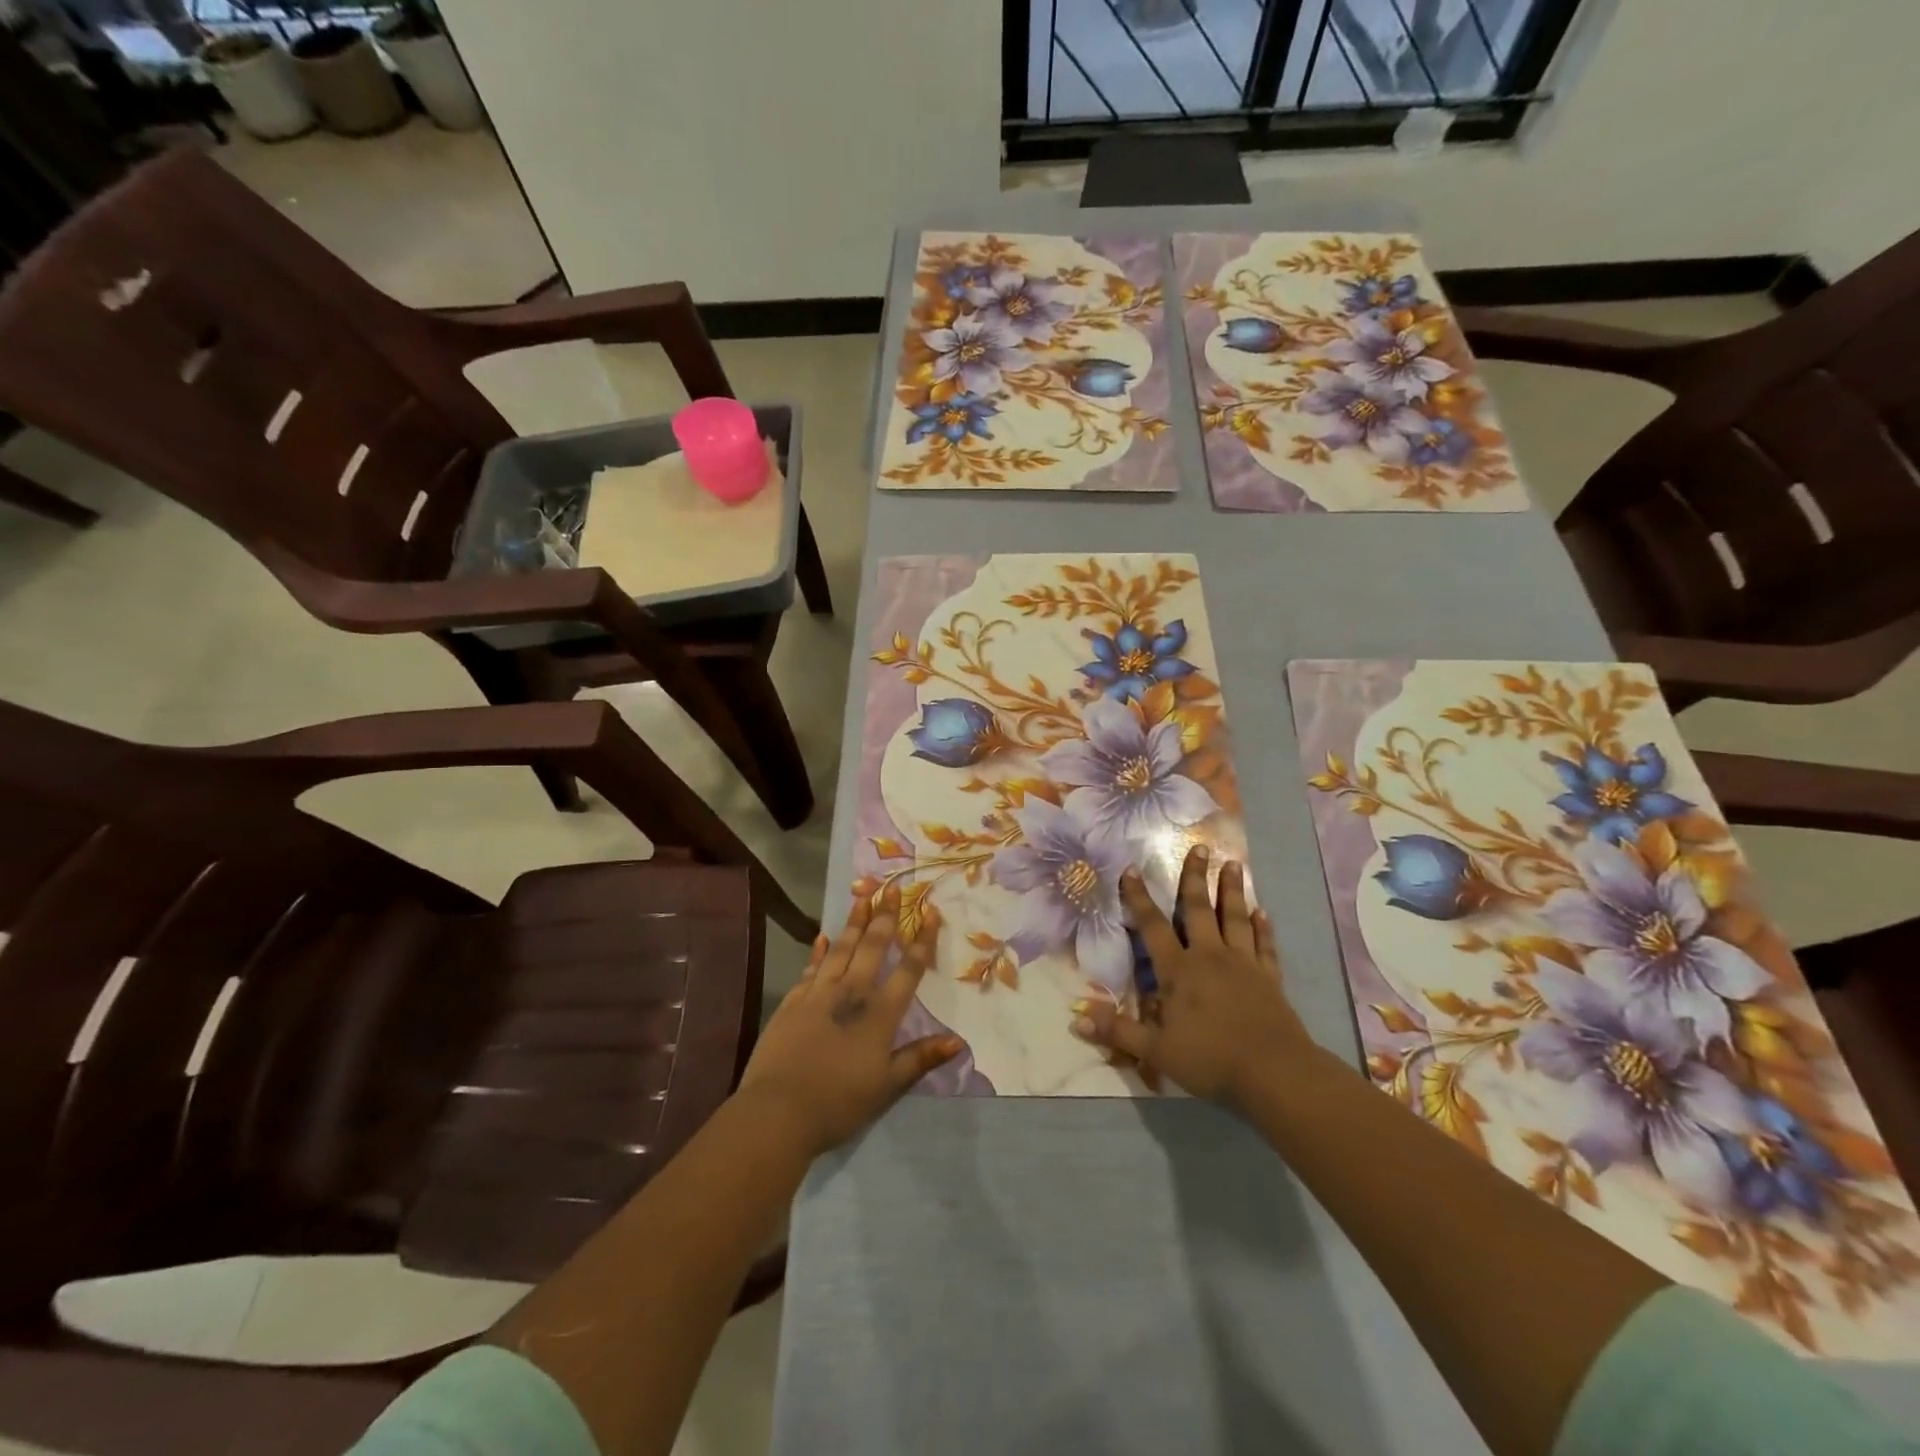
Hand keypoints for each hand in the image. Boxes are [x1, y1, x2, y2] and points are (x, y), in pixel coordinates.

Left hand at [736, 886, 964, 1156]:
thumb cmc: (840, 1102)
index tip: (930, 912)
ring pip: (841, 949)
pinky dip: (818, 950)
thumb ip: (921, 1058)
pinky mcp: (793, 1001)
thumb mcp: (888, 1086)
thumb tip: (958, 1040)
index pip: (908, 969)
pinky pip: (811, 966)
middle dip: (884, 917)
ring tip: (862, 898)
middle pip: (872, 947)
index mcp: (880, 1014)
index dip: (921, 940)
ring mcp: (818, 993)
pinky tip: (822, 936)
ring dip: (853, 923)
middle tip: (891, 890)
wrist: (779, 1110)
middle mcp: (852, 993)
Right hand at [1074, 847, 1311, 1107]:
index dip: (1138, 898)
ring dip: (1232, 891)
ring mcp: (1243, 964)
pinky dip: (1263, 928)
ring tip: (1234, 864)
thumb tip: (1076, 1018)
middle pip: (1198, 910)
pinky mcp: (1269, 978)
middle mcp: (1210, 957)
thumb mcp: (1156, 1051)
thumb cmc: (1210, 1059)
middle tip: (1200, 847)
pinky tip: (1263, 913)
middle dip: (1195, 877)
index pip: (1152, 927)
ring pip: (1234, 918)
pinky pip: (1264, 946)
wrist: (1274, 1073)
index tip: (1131, 869)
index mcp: (1179, 971)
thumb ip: (1118, 1030)